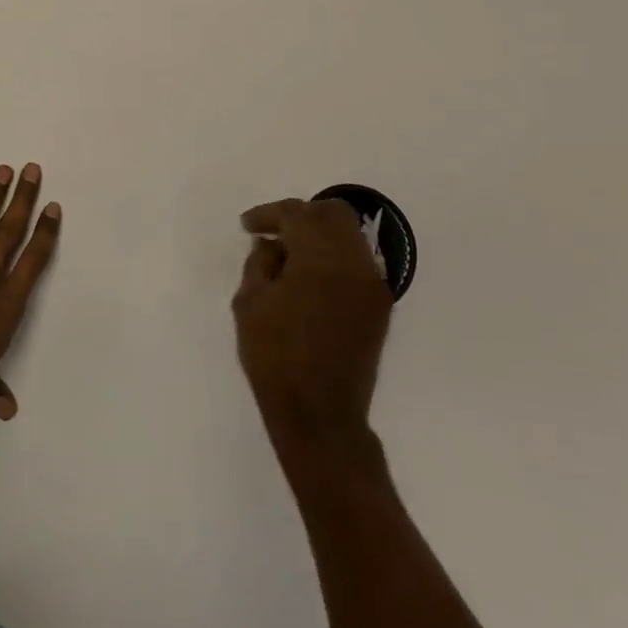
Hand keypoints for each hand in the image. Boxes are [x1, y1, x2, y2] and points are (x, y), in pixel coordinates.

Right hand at [232, 198, 392, 441]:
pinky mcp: (379, 305)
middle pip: (332, 214)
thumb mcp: (250, 304)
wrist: (320, 414)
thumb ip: (259, 263)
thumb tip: (271, 244)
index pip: (297, 214)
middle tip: (273, 233)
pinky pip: (357, 262)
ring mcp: (372, 284)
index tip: (247, 226)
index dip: (269, 214)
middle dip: (300, 215)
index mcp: (320, 259)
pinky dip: (334, 257)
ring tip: (289, 256)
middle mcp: (354, 262)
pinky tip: (309, 277)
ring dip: (319, 235)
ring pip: (349, 235)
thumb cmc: (275, 358)